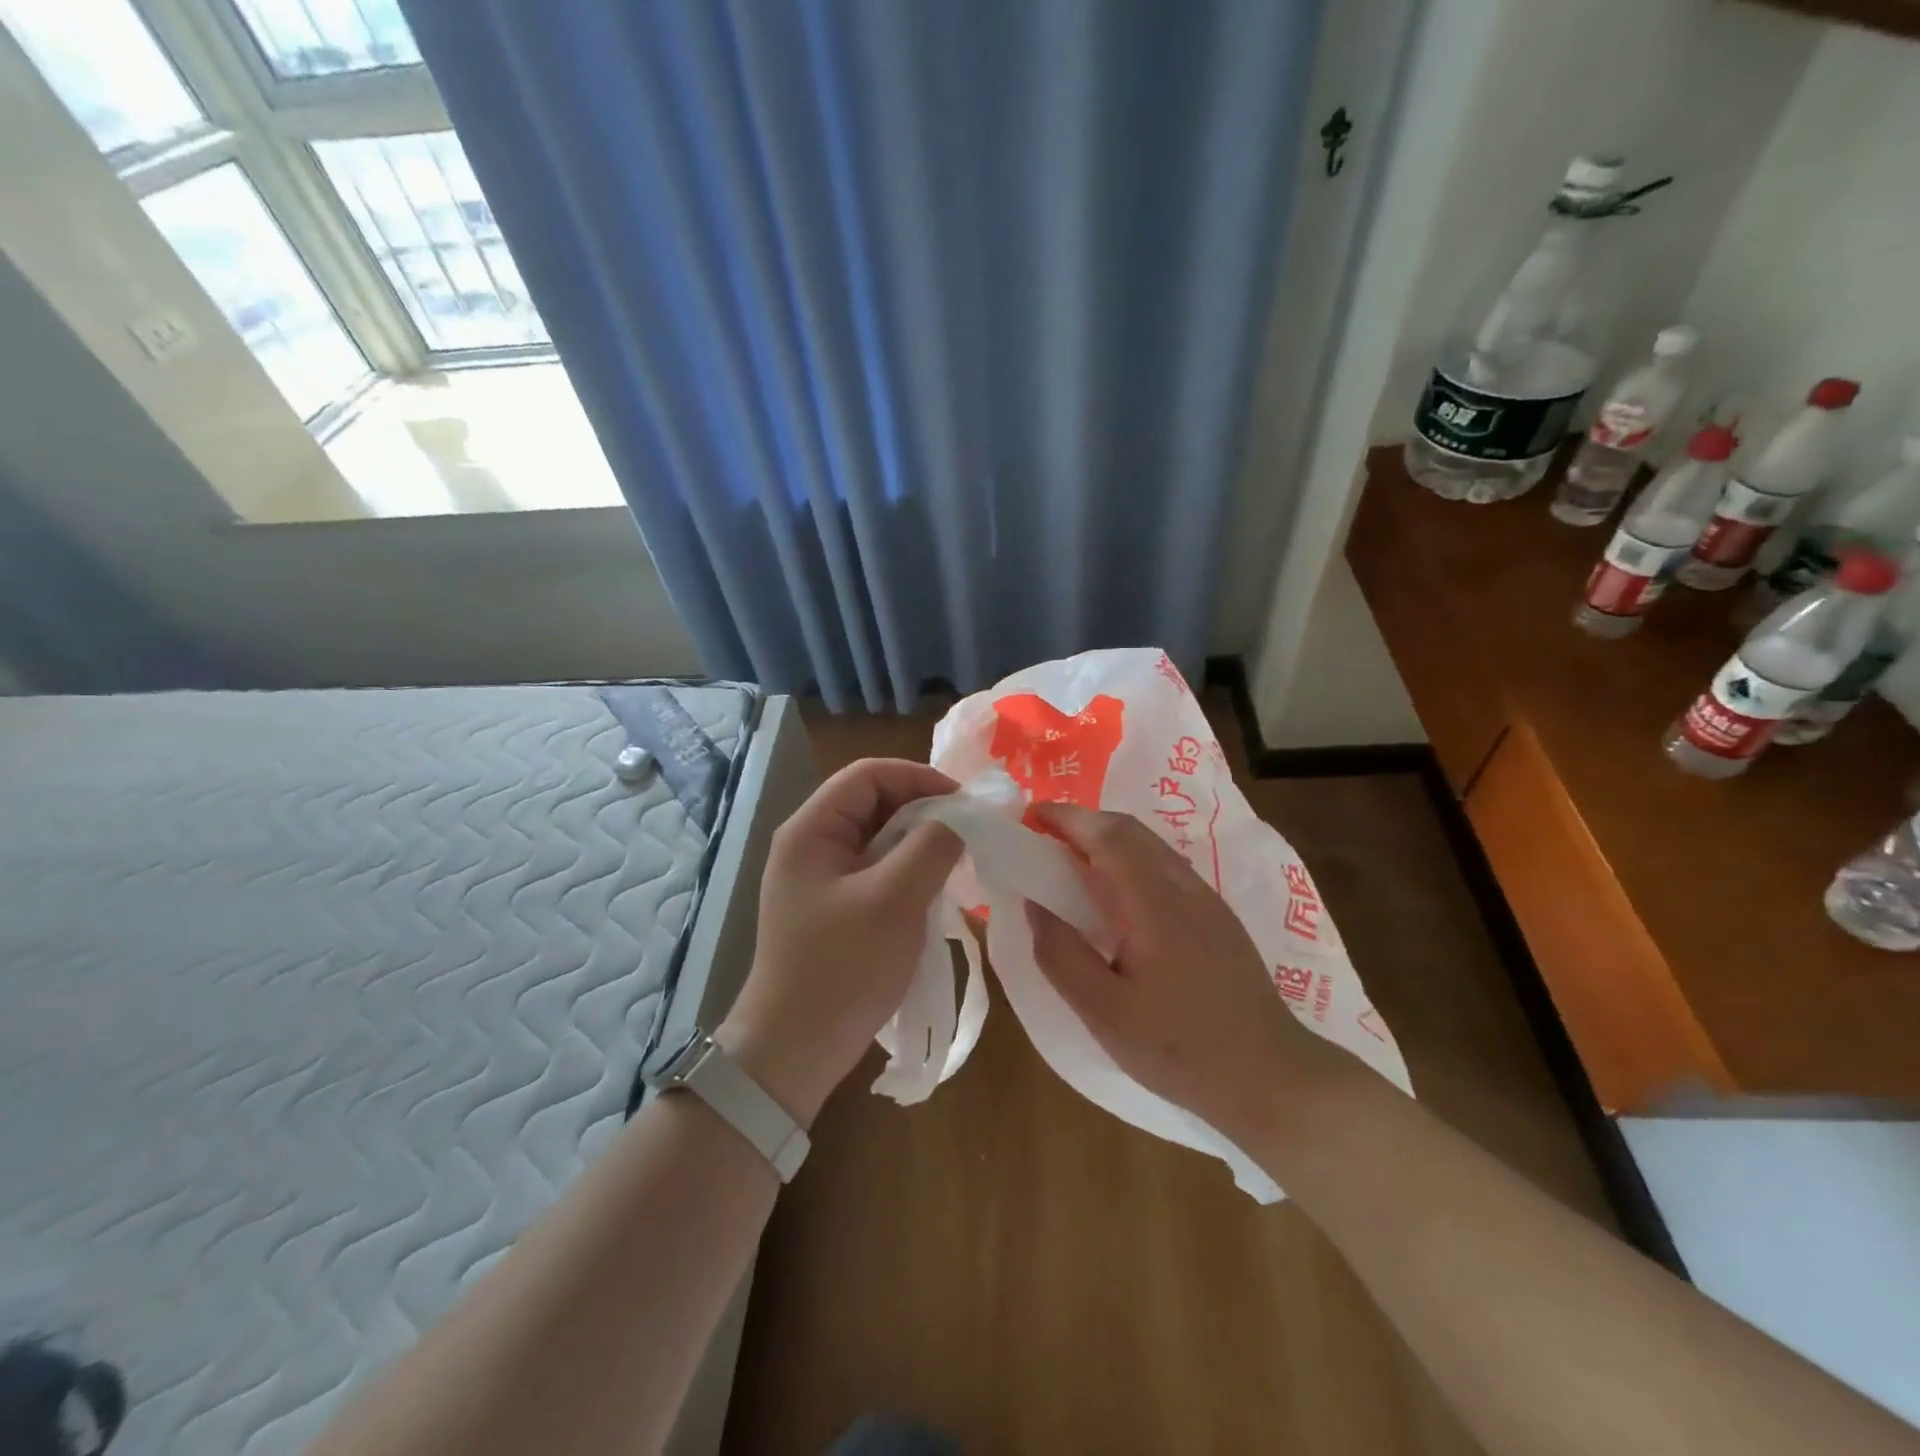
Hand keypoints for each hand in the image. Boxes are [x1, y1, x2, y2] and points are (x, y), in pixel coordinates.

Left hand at [718, 758, 962, 1125]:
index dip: (919, 778)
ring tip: (958, 860)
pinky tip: (936, 889)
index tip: (964, 803)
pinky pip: (877, 869)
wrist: (795, 1050)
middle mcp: (811, 844)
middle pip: (874, 803)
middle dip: (924, 811)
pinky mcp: (834, 906)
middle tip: (968, 833)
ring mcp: (821, 877)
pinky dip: (909, 870)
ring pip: (879, 837)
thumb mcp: (895, 900)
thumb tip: (961, 817)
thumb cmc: (842, 968)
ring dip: (920, 842)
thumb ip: (932, 846)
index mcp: (811, 830)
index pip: (868, 775)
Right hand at [1024, 803, 1332, 1146]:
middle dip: (1084, 820)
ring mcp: (1208, 900)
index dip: (1067, 818)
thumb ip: (1062, 956)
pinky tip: (1115, 891)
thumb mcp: (1105, 1014)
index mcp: (1157, 904)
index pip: (1108, 836)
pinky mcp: (1218, 917)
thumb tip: (1034, 905)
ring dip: (1108, 837)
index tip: (1029, 817)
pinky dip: (1129, 858)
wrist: (1271, 1077)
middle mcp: (1185, 888)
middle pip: (1131, 830)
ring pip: (1151, 845)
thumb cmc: (1181, 1049)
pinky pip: (1165, 866)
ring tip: (1071, 857)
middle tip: (1043, 835)